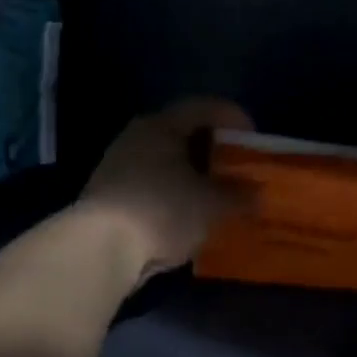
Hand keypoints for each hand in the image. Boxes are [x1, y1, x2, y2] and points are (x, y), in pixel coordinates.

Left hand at [77, 97, 252, 282]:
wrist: (99, 248)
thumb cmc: (162, 211)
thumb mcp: (212, 205)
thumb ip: (238, 195)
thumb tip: (257, 193)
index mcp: (161, 126)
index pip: (203, 108)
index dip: (233, 118)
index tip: (254, 139)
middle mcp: (137, 137)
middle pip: (182, 133)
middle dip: (213, 149)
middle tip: (238, 167)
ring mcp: (118, 165)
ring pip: (166, 160)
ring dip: (192, 173)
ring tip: (217, 194)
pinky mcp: (109, 194)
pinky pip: (152, 184)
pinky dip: (174, 192)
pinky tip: (189, 213)